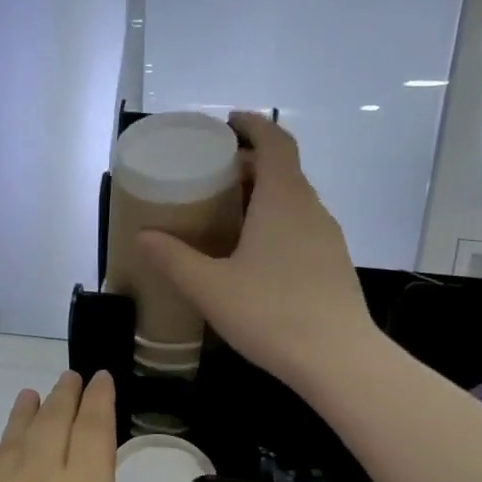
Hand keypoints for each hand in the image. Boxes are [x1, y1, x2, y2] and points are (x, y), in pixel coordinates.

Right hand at [140, 112, 376, 392]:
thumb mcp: (210, 286)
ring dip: (263, 197)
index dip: (253, 125)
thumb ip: (174, 259)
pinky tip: (254, 256)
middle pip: (283, 171)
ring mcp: (328, 238)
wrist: (338, 359)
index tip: (228, 122)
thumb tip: (143, 236)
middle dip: (249, 165)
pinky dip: (276, 224)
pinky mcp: (333, 265)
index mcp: (283, 201)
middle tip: (213, 177)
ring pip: (293, 202)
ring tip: (228, 216)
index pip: (276, 142)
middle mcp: (310, 210)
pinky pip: (301, 228)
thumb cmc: (271, 312)